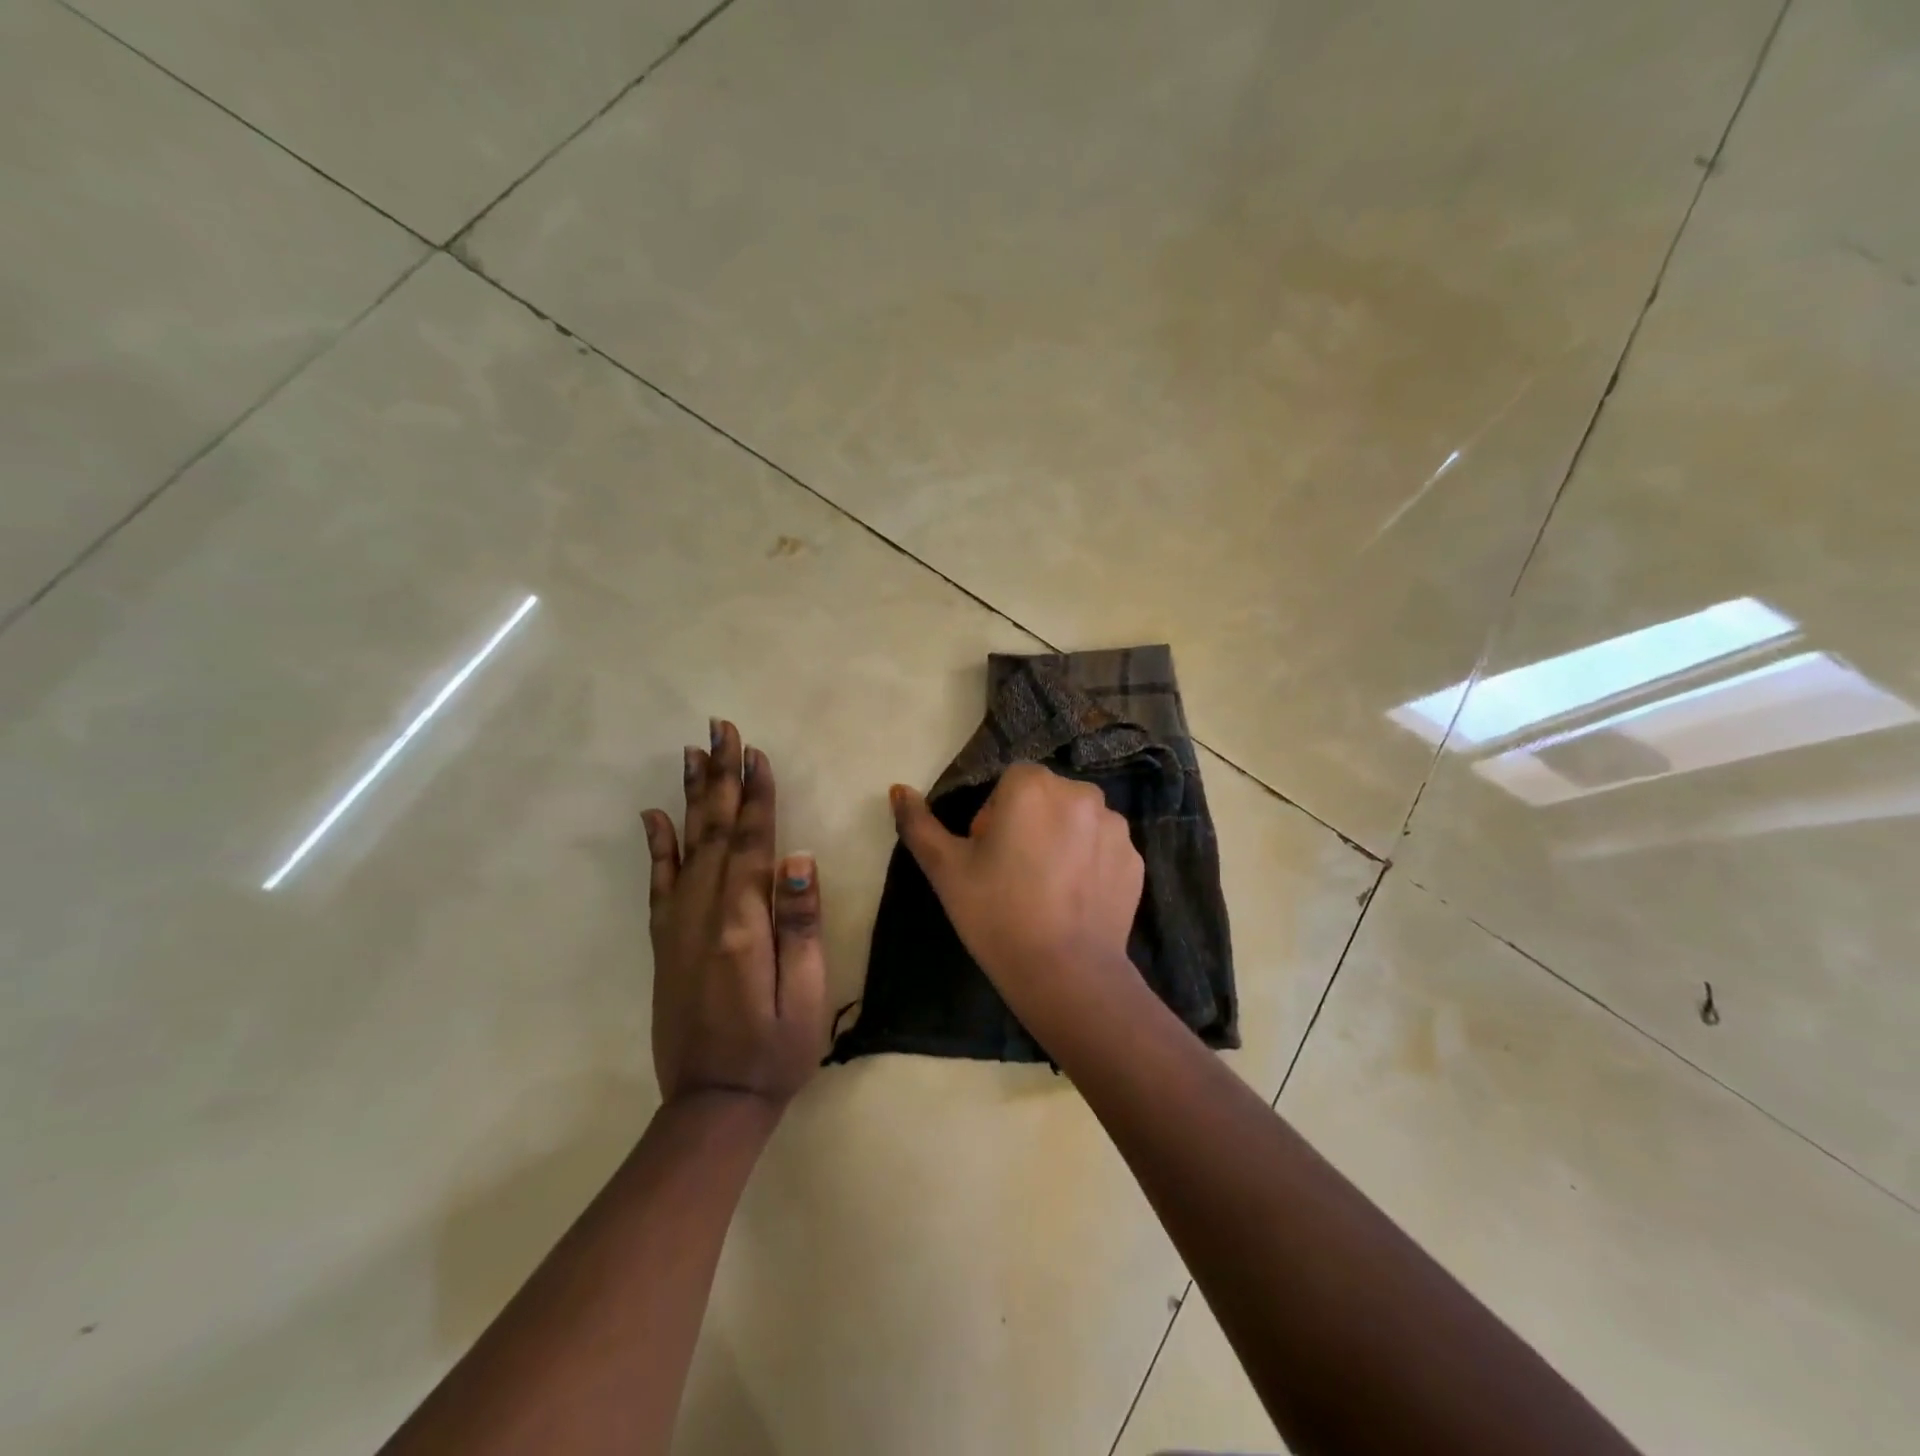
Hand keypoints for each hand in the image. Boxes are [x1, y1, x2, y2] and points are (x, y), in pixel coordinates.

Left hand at [642, 721, 825, 1109]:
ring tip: (692, 753)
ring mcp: (678, 927)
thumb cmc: (776, 1049)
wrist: (713, 1103)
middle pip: (714, 831)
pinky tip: (656, 815)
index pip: (752, 842)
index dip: (755, 795)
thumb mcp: (806, 993)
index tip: (754, 751)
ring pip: (685, 846)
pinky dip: (658, 845)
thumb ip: (801, 924)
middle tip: (720, 728)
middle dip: (720, 777)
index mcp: (743, 923)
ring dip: (691, 797)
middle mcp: (704, 914)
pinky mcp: (665, 943)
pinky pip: (659, 883)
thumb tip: (800, 859)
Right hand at [889, 763, 1144, 1025]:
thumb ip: (918, 823)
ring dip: (1062, 839)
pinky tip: (1075, 900)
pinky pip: (1104, 848)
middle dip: (1030, 822)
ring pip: (1077, 820)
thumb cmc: (996, 913)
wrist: (1065, 973)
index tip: (988, 855)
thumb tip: (898, 789)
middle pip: (1046, 796)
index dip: (994, 815)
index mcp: (1033, 786)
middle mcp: (1081, 793)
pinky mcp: (1136, 859)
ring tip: (1048, 889)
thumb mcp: (945, 869)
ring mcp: (1115, 827)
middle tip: (1013, 873)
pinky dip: (1090, 863)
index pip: (1010, 781)